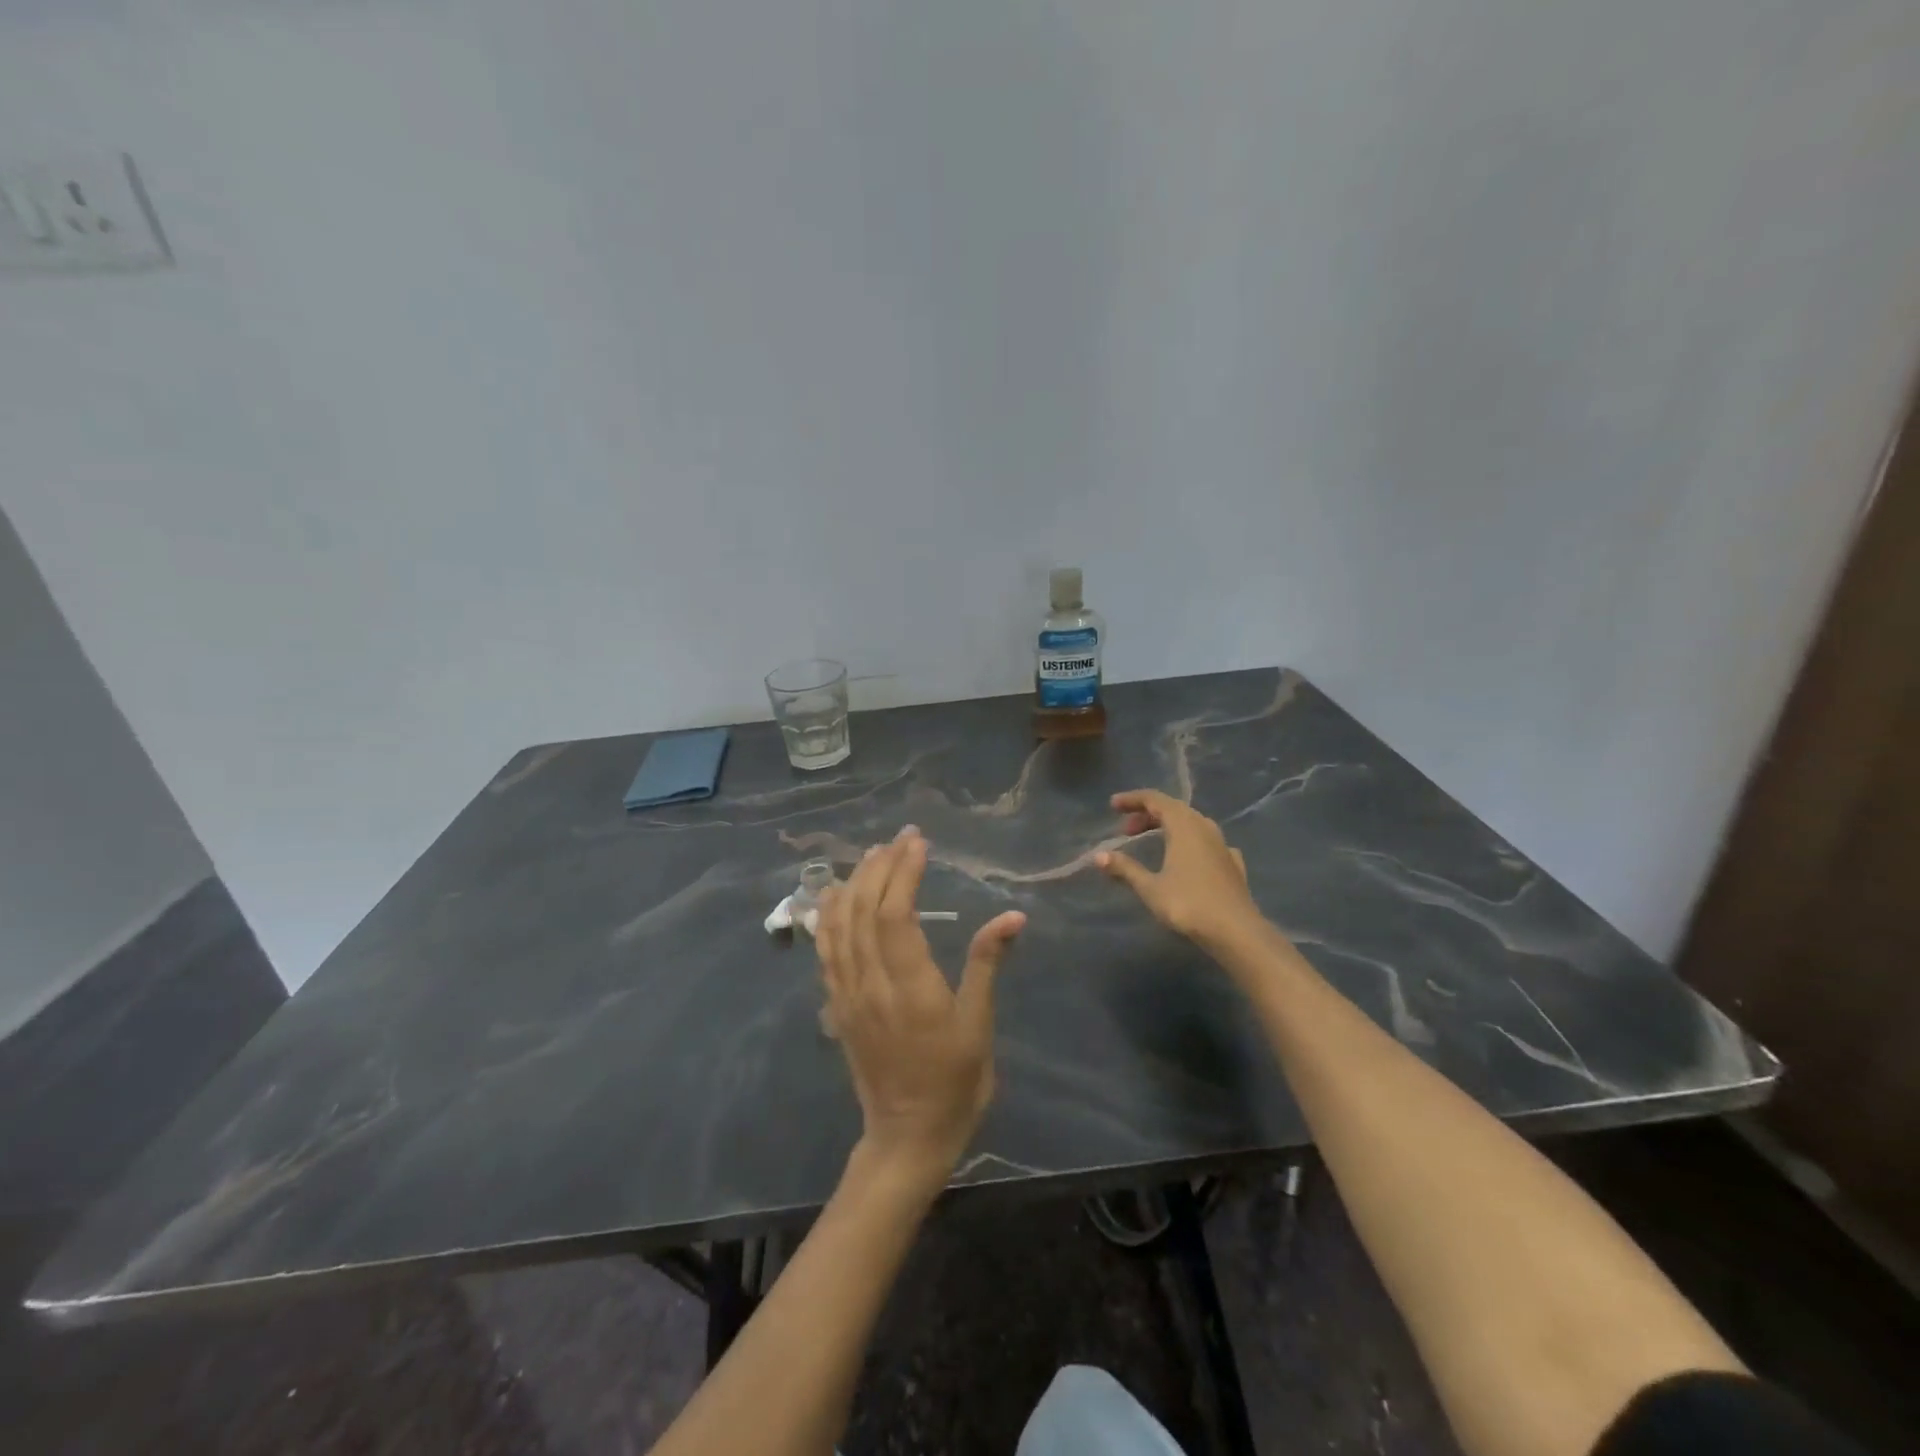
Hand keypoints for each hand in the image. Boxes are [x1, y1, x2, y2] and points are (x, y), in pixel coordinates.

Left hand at [816, 827, 1025, 1179]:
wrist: (907, 1136)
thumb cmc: (955, 1083)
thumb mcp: (979, 1026)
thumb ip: (987, 965)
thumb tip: (1013, 916)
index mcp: (910, 988)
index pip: (894, 914)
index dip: (903, 872)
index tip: (918, 843)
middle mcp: (870, 984)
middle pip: (862, 910)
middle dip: (879, 867)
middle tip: (900, 839)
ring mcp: (847, 995)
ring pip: (838, 925)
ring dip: (852, 883)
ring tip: (872, 855)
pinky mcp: (837, 1005)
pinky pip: (825, 950)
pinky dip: (828, 915)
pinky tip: (835, 895)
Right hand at [1096, 789, 1260, 947]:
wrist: (1237, 931)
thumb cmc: (1189, 904)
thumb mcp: (1150, 888)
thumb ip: (1125, 869)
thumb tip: (1098, 856)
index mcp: (1184, 826)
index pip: (1155, 799)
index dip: (1133, 800)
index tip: (1113, 806)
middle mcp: (1205, 828)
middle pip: (1174, 809)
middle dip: (1147, 815)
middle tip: (1126, 831)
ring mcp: (1222, 845)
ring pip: (1192, 824)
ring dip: (1169, 827)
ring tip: (1152, 841)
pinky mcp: (1233, 864)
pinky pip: (1207, 842)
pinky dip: (1189, 843)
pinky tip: (1187, 858)